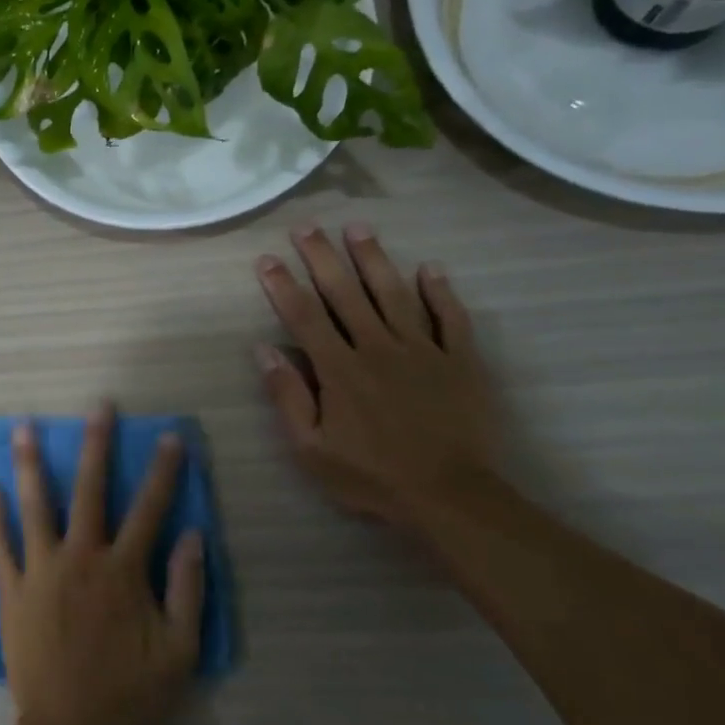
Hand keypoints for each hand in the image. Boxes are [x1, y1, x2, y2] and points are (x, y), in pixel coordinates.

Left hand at [0, 404, 204, 724]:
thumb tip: (196, 534)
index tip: (171, 437)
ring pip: (35, 506)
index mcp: (123, 570)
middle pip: (89, 490)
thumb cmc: (129, 691)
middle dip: (96, 444)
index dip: (163, 471)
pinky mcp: (12, 589)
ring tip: (22, 427)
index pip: (149, 508)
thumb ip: (188, 589)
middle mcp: (81, 558)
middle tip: (98, 407)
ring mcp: (41, 570)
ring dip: (30, 464)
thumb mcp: (178, 649)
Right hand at [254, 222, 497, 529]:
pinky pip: (451, 318)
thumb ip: (288, 397)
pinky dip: (440, 292)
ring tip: (358, 228)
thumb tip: (264, 350)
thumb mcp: (312, 449)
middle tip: (307, 226)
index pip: (304, 317)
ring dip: (374, 259)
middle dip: (322, 257)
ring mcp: (423, 351)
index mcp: (340, 370)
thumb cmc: (371, 477)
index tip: (267, 259)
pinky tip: (430, 269)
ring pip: (394, 294)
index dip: (283, 285)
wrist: (450, 497)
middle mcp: (378, 348)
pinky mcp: (461, 361)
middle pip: (345, 294)